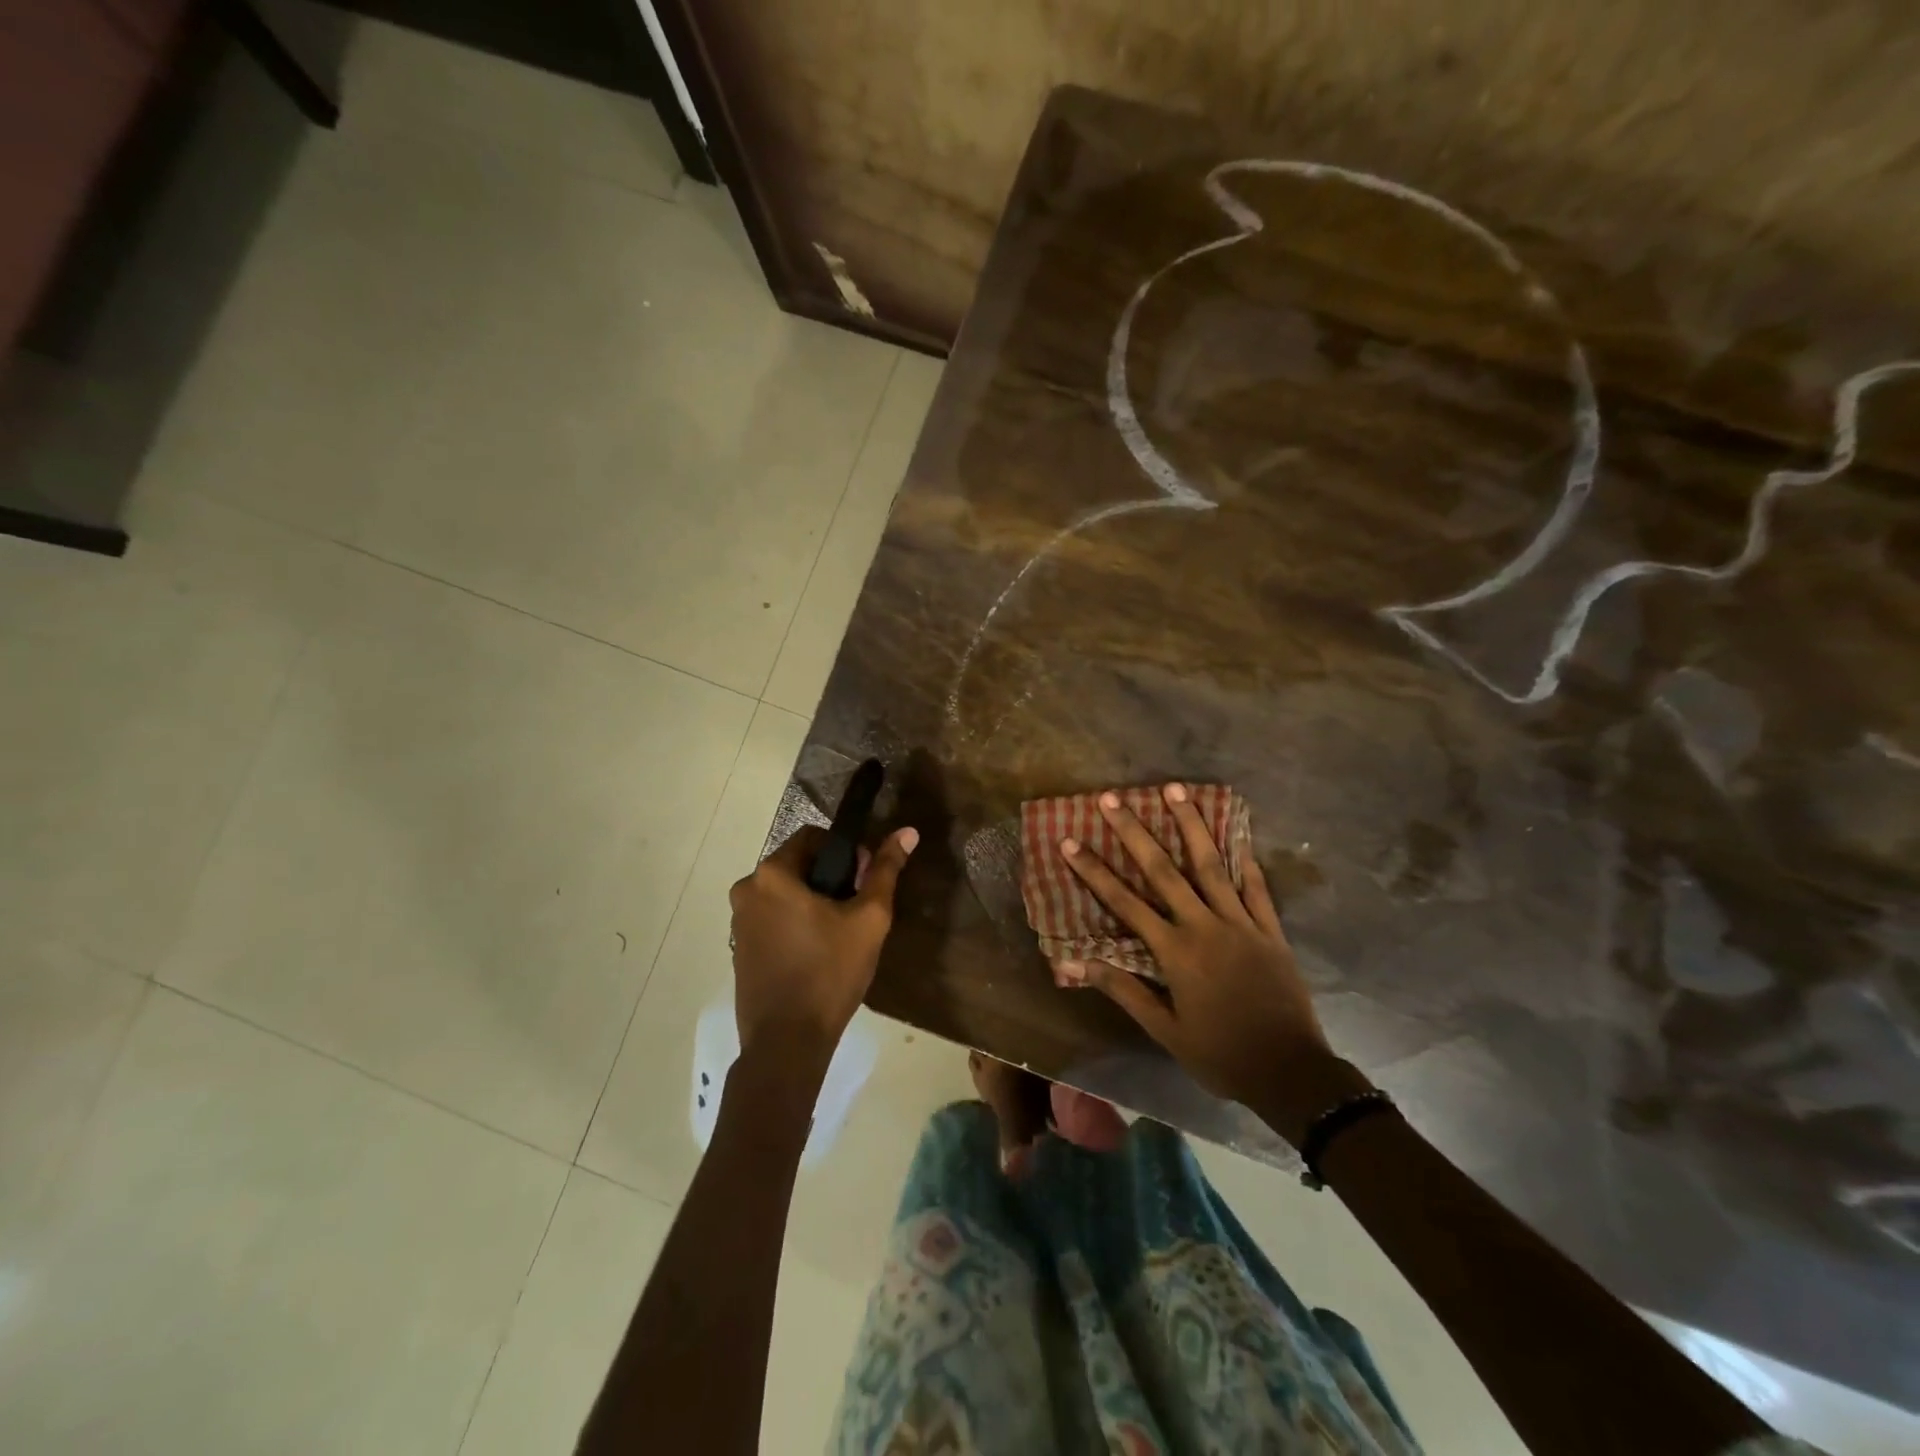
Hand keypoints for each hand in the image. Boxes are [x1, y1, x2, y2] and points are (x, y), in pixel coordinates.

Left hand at [728, 823, 918, 1065]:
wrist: (787, 1042)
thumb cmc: (830, 973)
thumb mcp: (869, 919)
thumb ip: (886, 870)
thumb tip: (907, 831)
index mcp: (772, 874)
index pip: (813, 837)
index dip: (846, 853)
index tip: (863, 883)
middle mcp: (747, 889)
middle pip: (798, 864)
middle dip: (831, 878)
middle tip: (856, 911)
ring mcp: (738, 921)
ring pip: (785, 892)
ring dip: (813, 901)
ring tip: (839, 934)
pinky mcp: (739, 947)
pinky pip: (772, 917)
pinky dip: (795, 922)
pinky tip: (817, 952)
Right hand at [1056, 785, 1368, 1144]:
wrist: (1290, 1073)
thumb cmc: (1220, 1054)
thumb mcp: (1165, 1030)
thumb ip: (1124, 991)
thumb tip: (1077, 965)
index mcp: (1175, 952)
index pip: (1125, 903)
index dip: (1094, 871)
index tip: (1070, 841)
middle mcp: (1205, 927)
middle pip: (1164, 870)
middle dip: (1134, 832)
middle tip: (1112, 798)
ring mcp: (1242, 924)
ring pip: (1212, 865)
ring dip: (1190, 825)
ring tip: (1175, 788)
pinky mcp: (1271, 930)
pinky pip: (1257, 887)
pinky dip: (1245, 858)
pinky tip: (1236, 832)